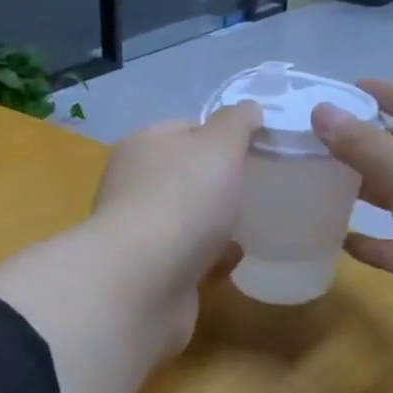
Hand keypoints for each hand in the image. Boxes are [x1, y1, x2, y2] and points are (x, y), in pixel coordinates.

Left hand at [88, 102, 260, 352]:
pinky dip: (210, 260)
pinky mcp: (150, 274)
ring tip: (252, 227)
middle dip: (220, 184)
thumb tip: (248, 110)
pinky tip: (231, 263)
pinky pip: (189, 260)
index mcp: (143, 146)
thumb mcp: (219, 145)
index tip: (256, 149)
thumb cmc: (182, 200)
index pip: (186, 129)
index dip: (221, 134)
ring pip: (187, 221)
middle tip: (259, 190)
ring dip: (217, 225)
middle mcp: (134, 186)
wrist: (144, 282)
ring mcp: (140, 233)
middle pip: (186, 177)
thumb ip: (236, 123)